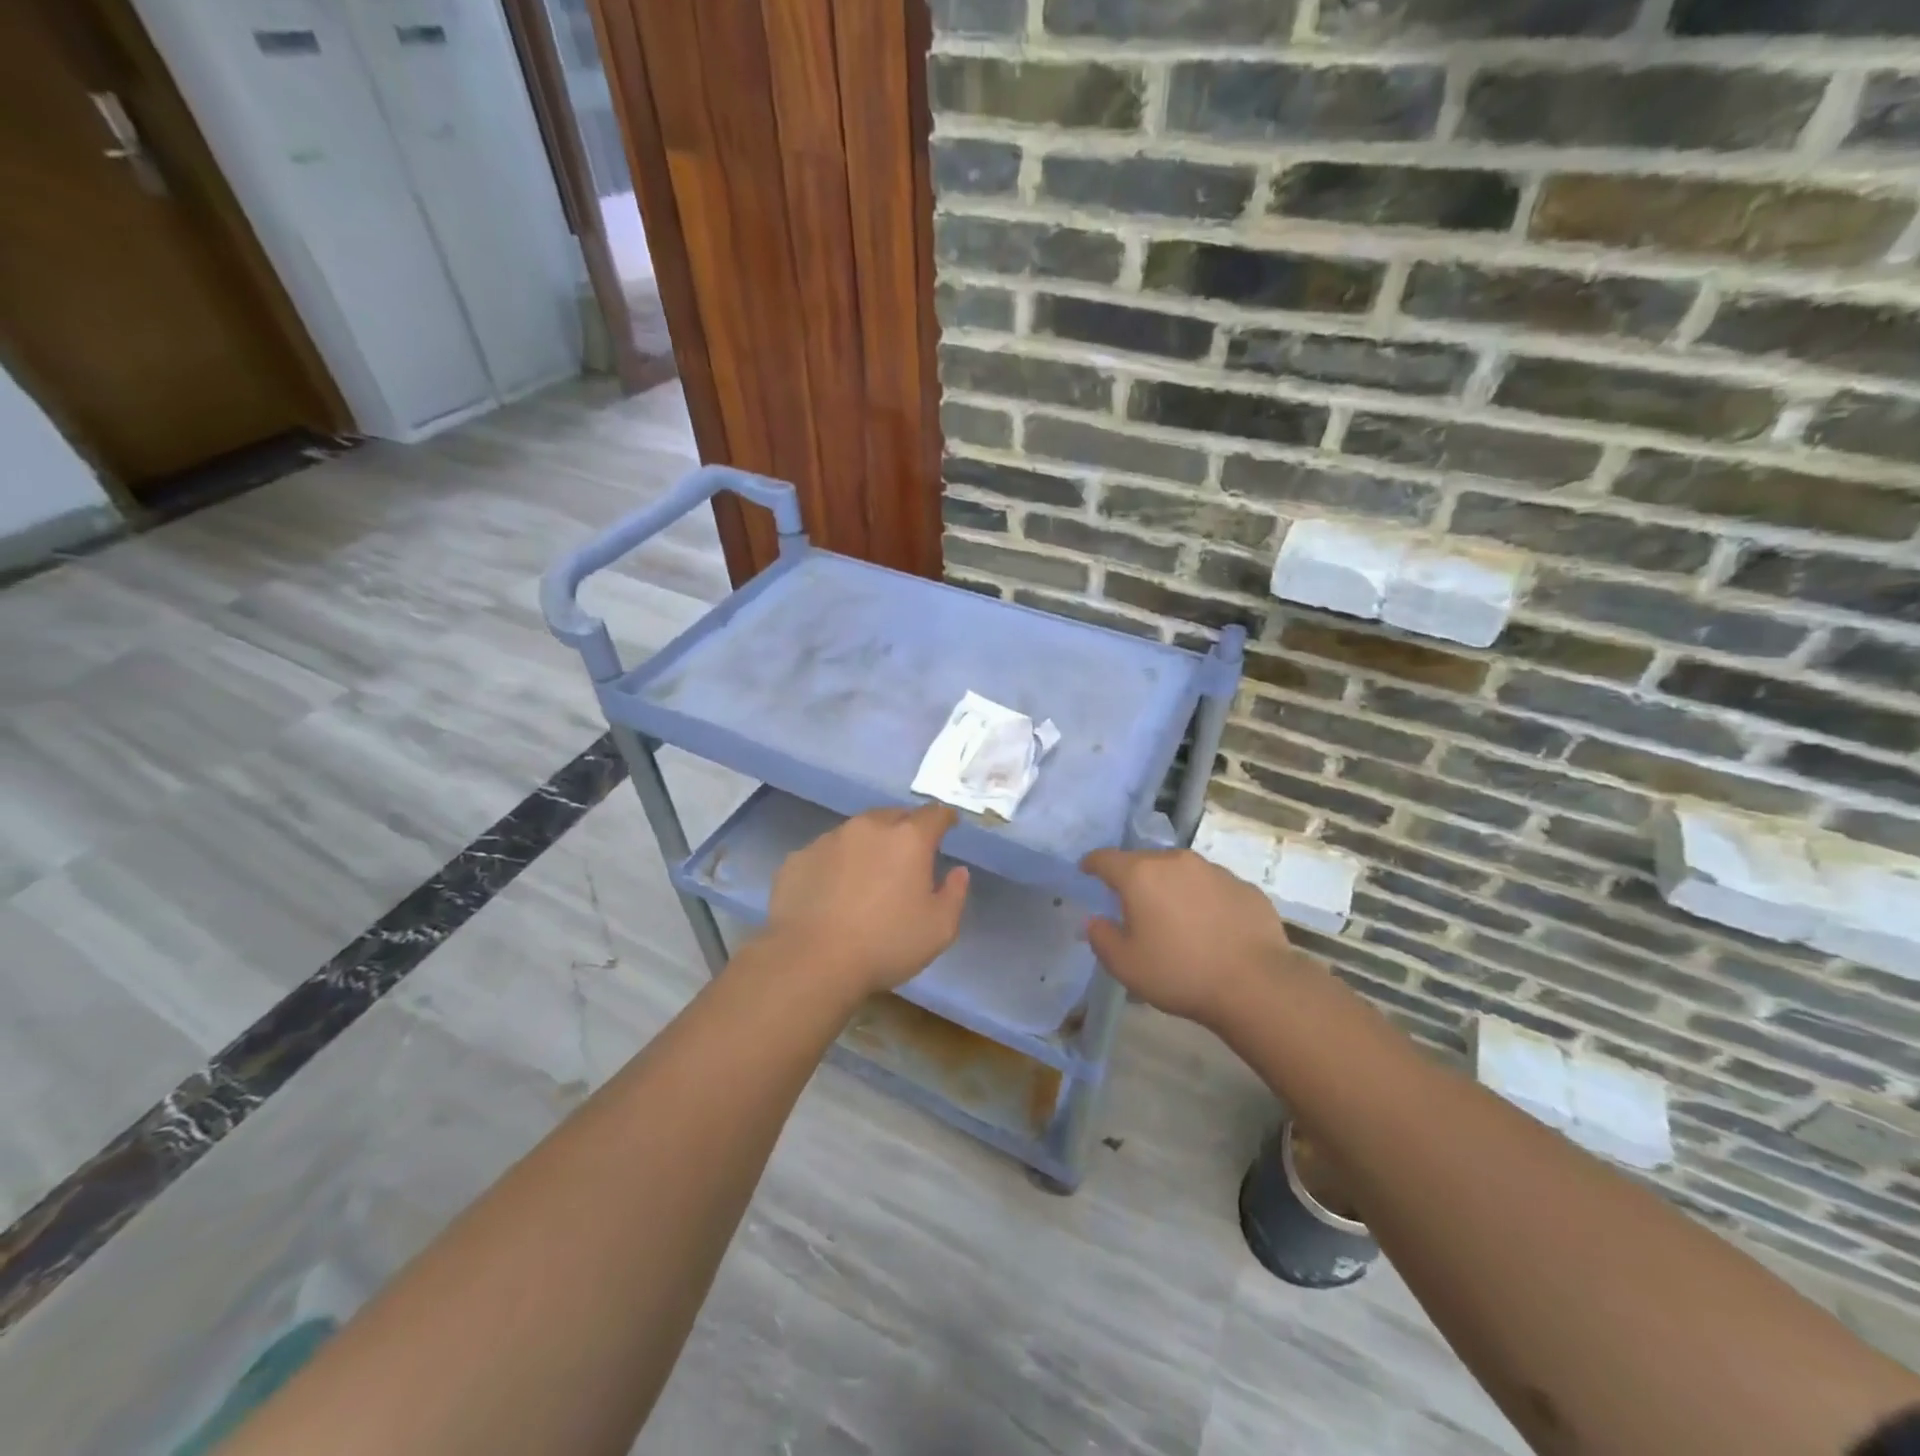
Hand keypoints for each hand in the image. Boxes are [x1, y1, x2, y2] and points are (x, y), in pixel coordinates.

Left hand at [762, 804, 969, 998]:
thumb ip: (954, 894)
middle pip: (893, 816)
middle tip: (909, 852)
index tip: (949, 824)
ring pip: (857, 831)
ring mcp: (829, 840)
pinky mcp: (799, 858)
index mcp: (908, 839)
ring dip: (869, 844)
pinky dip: (837, 863)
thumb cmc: (885, 944)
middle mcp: (868, 828)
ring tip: (869, 873)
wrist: (810, 961)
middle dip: (906, 828)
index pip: (933, 814)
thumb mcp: (939, 929)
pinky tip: (834, 889)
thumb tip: (957, 871)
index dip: (944, 817)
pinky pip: (826, 852)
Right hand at [1082, 847, 1304, 1030]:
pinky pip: (1213, 888)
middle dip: (1135, 879)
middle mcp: (1176, 862)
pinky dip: (1204, 901)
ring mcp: (1215, 871)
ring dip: (1172, 888)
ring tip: (1175, 919)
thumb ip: (1101, 938)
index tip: (1086, 871)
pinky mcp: (1244, 887)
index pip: (1105, 858)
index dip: (1092, 864)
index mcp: (1141, 874)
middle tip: (1133, 906)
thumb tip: (1096, 920)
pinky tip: (1211, 929)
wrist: (1256, 985)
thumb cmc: (1180, 973)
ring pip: (1181, 873)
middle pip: (1145, 862)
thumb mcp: (1125, 965)